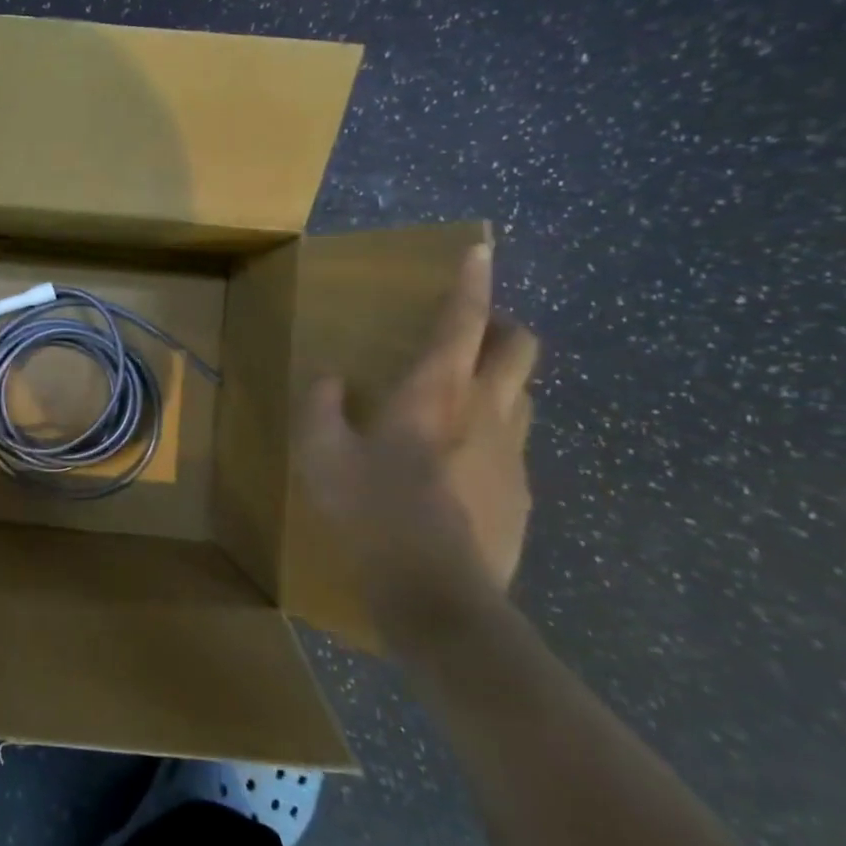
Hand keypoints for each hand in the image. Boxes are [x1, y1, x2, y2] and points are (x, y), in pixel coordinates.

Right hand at [296, 243, 538, 655]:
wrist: (439, 596)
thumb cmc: (374, 513)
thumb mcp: (322, 456)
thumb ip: (321, 407)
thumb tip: (329, 380)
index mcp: (436, 393)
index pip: (462, 321)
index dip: (471, 281)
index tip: (480, 249)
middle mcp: (487, 411)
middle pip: (519, 347)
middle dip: (501, 326)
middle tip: (469, 333)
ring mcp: (513, 453)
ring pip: (524, 394)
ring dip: (500, 380)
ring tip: (462, 397)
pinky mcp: (522, 493)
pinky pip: (514, 443)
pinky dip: (493, 434)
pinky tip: (459, 465)